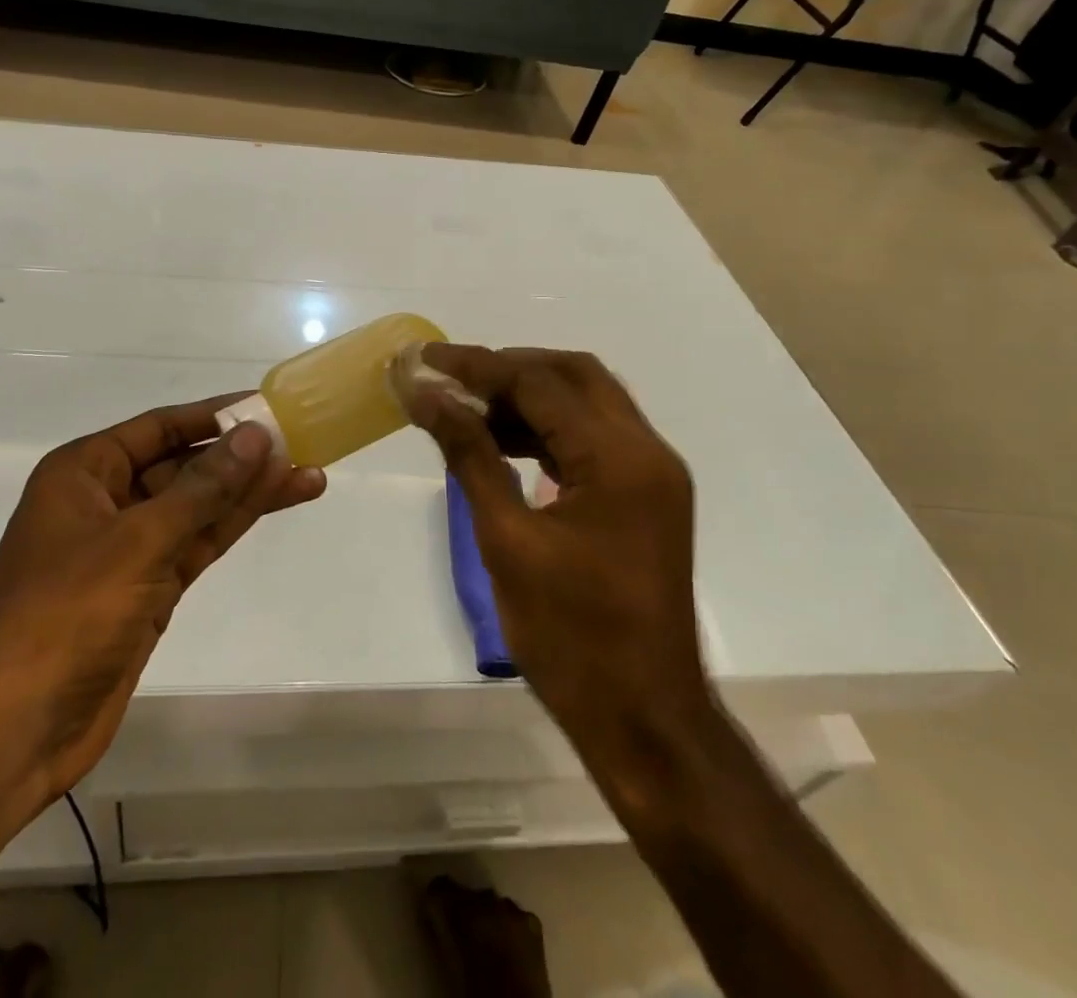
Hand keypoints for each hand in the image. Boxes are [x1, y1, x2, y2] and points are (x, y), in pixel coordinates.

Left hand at [0, 398, 324, 804]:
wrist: (12, 732)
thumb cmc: (63, 616)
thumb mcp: (137, 541)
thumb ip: (202, 488)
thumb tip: (255, 435)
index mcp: (84, 472)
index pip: (160, 426)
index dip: (214, 415)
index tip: (267, 406)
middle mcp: (106, 500)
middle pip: (184, 464)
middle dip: (240, 455)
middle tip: (301, 441)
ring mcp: (129, 548)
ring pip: (199, 505)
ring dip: (249, 490)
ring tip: (309, 471)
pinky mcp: (149, 588)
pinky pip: (198, 541)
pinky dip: (235, 523)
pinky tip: (277, 503)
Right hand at [394, 346, 708, 768]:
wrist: (643, 718)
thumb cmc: (570, 635)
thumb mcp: (506, 539)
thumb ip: (468, 454)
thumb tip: (425, 395)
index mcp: (618, 458)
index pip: (539, 382)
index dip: (476, 365)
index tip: (424, 358)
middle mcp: (646, 450)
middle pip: (573, 375)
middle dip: (508, 368)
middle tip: (450, 378)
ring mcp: (652, 473)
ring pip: (586, 402)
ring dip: (528, 397)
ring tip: (467, 408)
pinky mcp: (646, 496)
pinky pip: (593, 438)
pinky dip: (548, 429)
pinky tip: (503, 442)